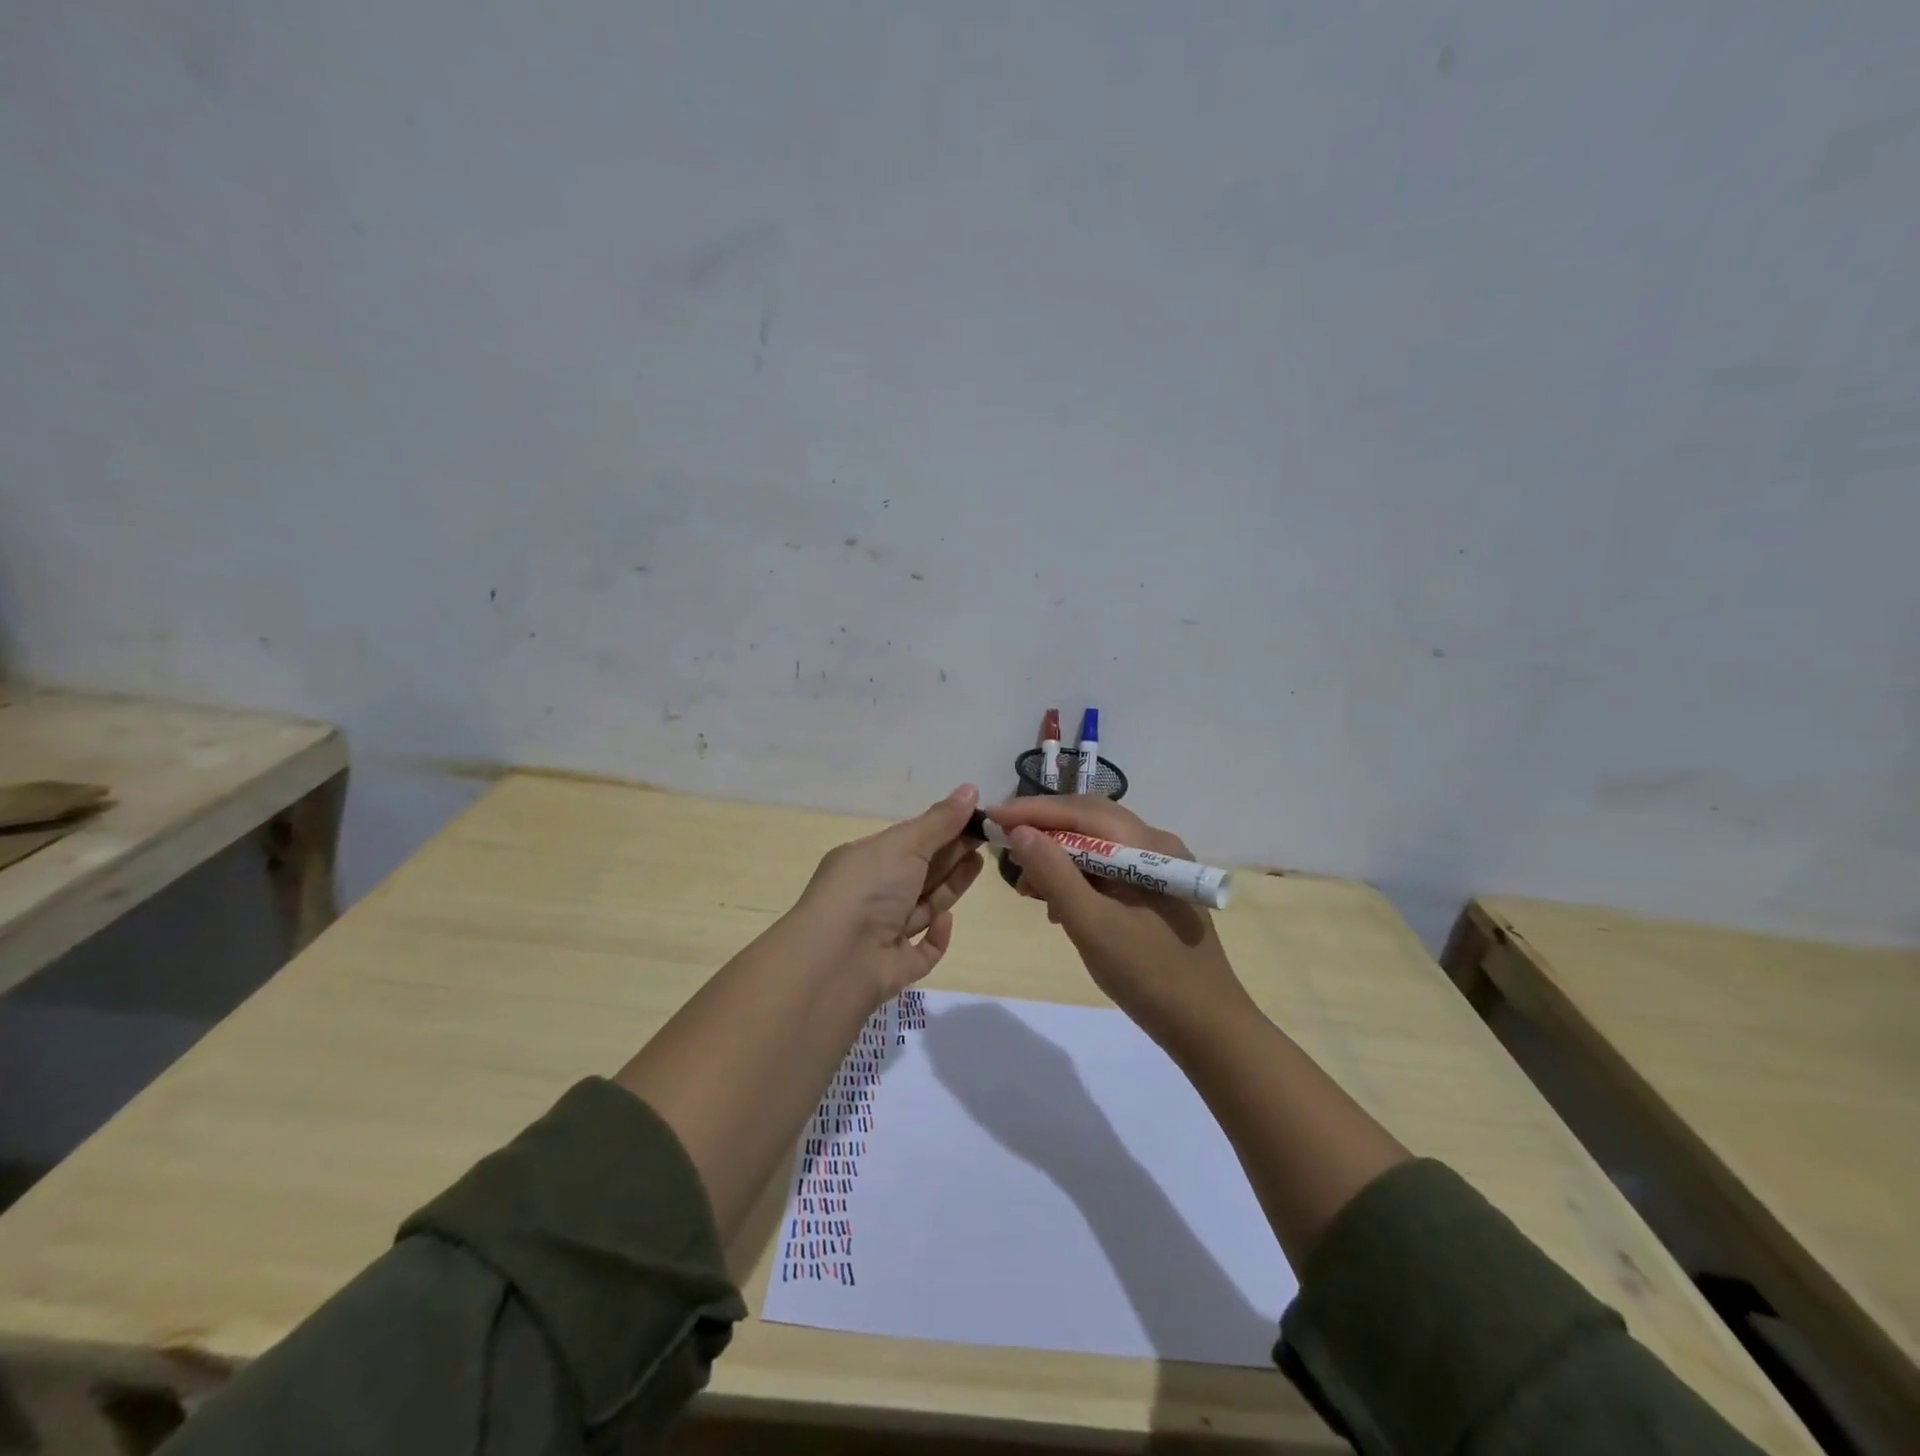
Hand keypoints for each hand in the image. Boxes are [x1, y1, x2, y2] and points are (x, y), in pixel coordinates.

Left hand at [785, 784, 985, 1001]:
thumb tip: (971, 788)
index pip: (908, 842)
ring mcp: (881, 934)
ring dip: (949, 887)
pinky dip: (936, 936)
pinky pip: (921, 951)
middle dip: (951, 855)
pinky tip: (946, 920)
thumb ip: (940, 821)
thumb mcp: (904, 845)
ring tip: (979, 864)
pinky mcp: (894, 968)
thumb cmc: (867, 889)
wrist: (835, 961)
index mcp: (865, 862)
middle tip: (987, 838)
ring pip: (923, 908)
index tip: (975, 818)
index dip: (941, 830)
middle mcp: (871, 896)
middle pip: (919, 873)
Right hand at [990, 796, 1249, 1040]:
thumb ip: (1055, 874)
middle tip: (1003, 846)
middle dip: (1043, 831)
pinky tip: (1057, 905)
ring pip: (1096, 846)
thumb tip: (1020, 831)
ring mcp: (1158, 869)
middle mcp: (1157, 846)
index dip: (1033, 811)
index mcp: (1149, 846)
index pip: (1081, 812)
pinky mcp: (1155, 893)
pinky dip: (1076, 879)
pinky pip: (1107, 870)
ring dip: (1058, 858)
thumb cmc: (1150, 976)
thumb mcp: (1093, 925)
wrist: (1208, 1029)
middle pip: (1089, 822)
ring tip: (1027, 886)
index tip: (991, 816)